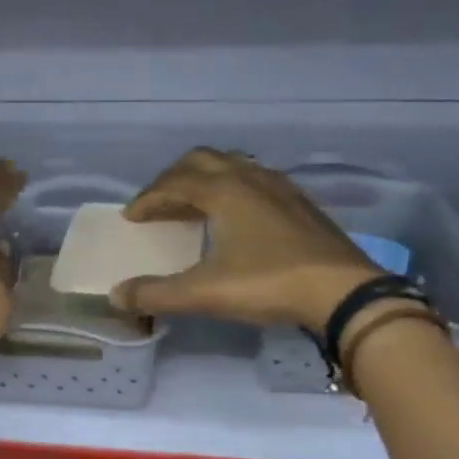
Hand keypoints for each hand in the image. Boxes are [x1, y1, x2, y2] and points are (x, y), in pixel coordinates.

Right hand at [111, 149, 378, 331]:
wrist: (342, 291)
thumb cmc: (269, 284)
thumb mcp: (205, 293)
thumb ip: (157, 294)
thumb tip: (117, 296)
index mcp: (224, 190)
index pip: (174, 183)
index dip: (148, 199)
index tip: (131, 217)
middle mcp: (250, 178)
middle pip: (202, 161)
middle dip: (173, 179)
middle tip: (158, 205)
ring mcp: (280, 187)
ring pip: (232, 166)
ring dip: (205, 180)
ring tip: (193, 207)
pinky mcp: (300, 202)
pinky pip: (256, 180)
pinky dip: (233, 189)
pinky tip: (236, 217)